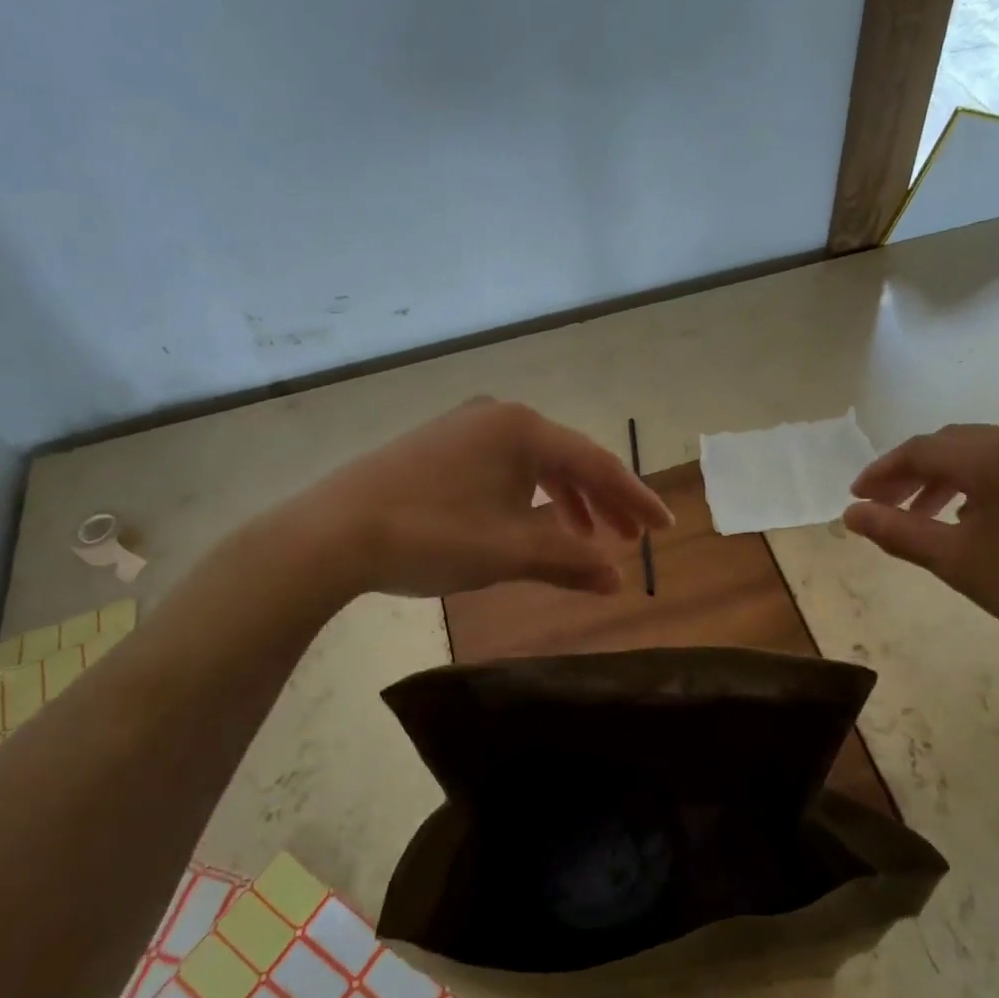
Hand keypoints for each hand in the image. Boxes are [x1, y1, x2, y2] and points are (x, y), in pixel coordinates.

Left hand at [291, 399, 671, 599]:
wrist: (333, 532)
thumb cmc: (432, 535)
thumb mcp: (509, 551)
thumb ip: (570, 561)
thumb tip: (617, 581)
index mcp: (523, 428)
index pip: (597, 464)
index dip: (635, 498)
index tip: (665, 526)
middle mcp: (499, 416)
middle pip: (569, 459)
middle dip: (602, 501)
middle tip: (629, 539)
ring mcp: (466, 428)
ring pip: (534, 464)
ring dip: (566, 500)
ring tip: (584, 537)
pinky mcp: (440, 445)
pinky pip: (503, 467)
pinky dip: (527, 496)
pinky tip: (529, 523)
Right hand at [842, 423, 998, 668]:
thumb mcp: (955, 563)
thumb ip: (896, 531)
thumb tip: (851, 514)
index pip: (923, 450)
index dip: (884, 471)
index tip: (859, 498)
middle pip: (957, 443)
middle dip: (916, 472)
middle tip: (889, 506)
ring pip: (992, 450)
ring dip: (954, 476)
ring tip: (934, 515)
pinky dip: (994, 479)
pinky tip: (987, 514)